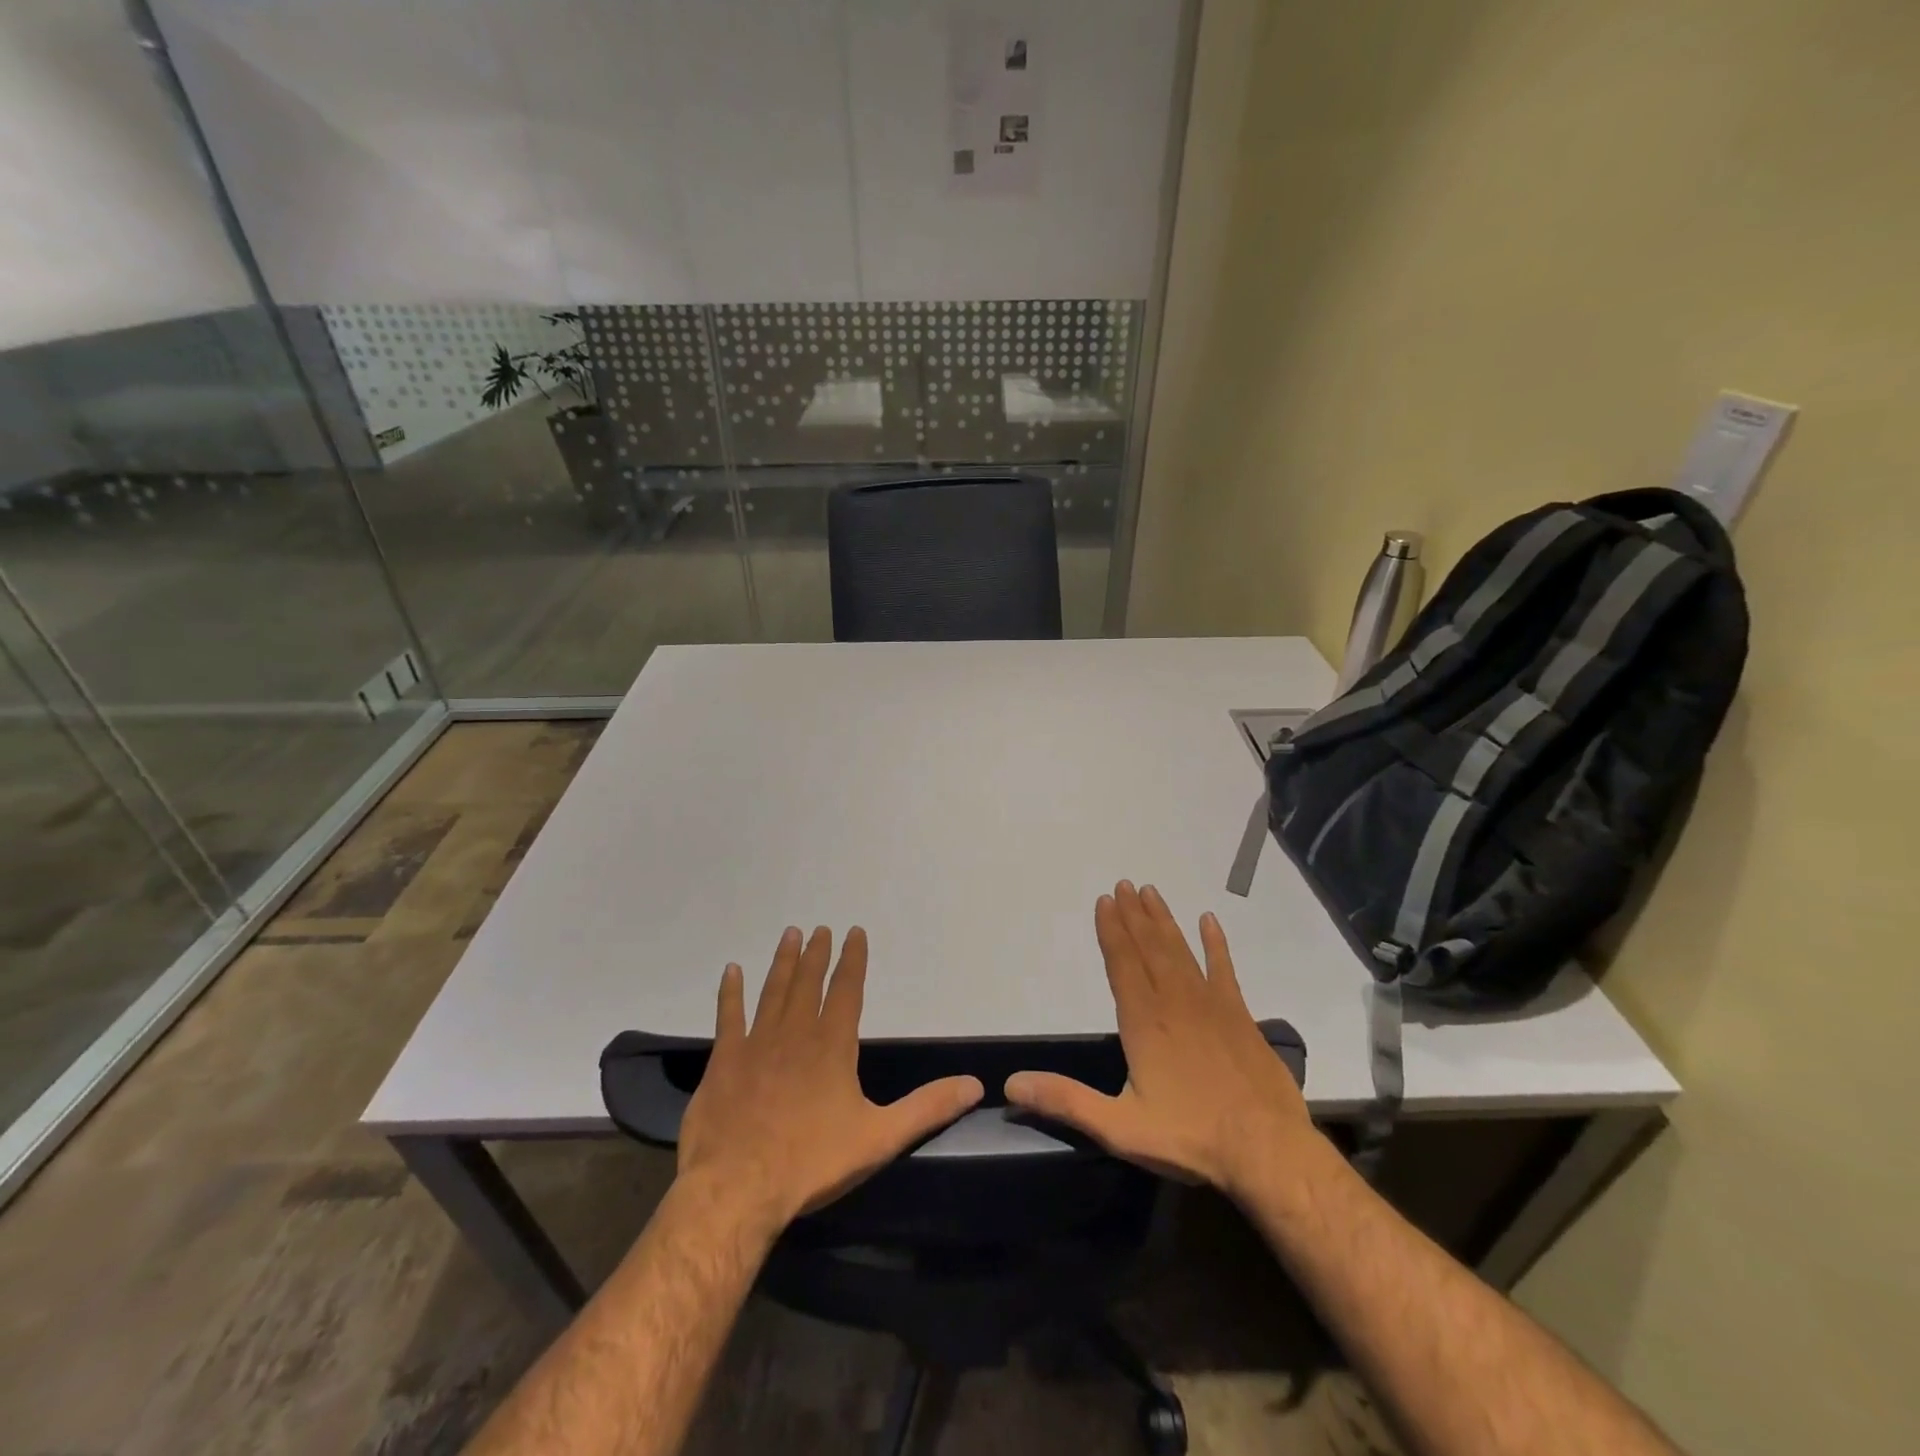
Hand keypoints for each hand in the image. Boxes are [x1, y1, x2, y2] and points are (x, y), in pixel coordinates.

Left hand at [676, 925, 983, 1233]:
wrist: (738, 1188)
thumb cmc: (812, 1162)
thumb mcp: (880, 1138)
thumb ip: (927, 1108)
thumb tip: (974, 1084)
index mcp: (832, 1046)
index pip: (846, 991)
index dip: (853, 960)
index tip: (854, 932)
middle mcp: (795, 1033)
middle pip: (808, 983)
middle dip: (817, 954)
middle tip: (820, 928)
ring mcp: (756, 1044)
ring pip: (773, 991)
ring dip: (783, 962)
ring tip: (791, 934)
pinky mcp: (724, 1061)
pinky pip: (728, 1016)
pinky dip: (730, 992)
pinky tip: (732, 971)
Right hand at [1004, 881, 1313, 1200]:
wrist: (1268, 1151)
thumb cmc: (1190, 1137)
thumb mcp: (1119, 1127)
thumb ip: (1066, 1101)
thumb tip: (1012, 1084)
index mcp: (1144, 1022)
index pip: (1121, 964)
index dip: (1110, 931)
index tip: (1104, 901)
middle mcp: (1174, 1002)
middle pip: (1149, 948)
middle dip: (1133, 915)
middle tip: (1123, 884)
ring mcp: (1211, 1005)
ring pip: (1180, 951)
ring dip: (1163, 921)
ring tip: (1150, 892)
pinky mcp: (1240, 1016)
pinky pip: (1224, 969)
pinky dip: (1216, 944)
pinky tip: (1209, 921)